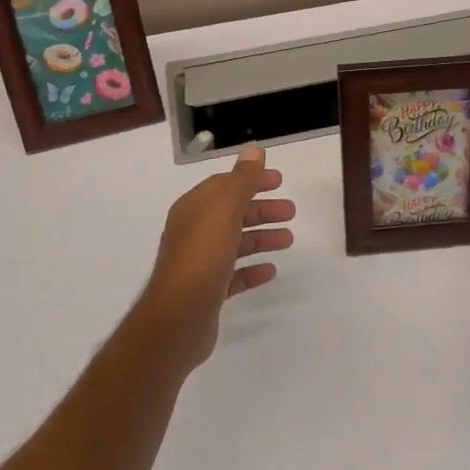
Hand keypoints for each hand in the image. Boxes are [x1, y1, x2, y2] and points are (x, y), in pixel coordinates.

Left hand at [138, 147, 294, 372]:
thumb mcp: (224, 209)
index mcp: (194, 209)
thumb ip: (242, 179)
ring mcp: (200, 263)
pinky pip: (234, 274)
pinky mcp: (208, 292)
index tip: (279, 181)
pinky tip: (271, 270)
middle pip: (233, 213)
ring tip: (289, 240)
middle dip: (262, 210)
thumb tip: (254, 151)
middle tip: (291, 212)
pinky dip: (253, 269)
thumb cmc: (202, 256)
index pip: (225, 185)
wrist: (178, 319)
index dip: (251, 179)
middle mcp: (194, 232)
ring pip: (236, 243)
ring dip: (262, 238)